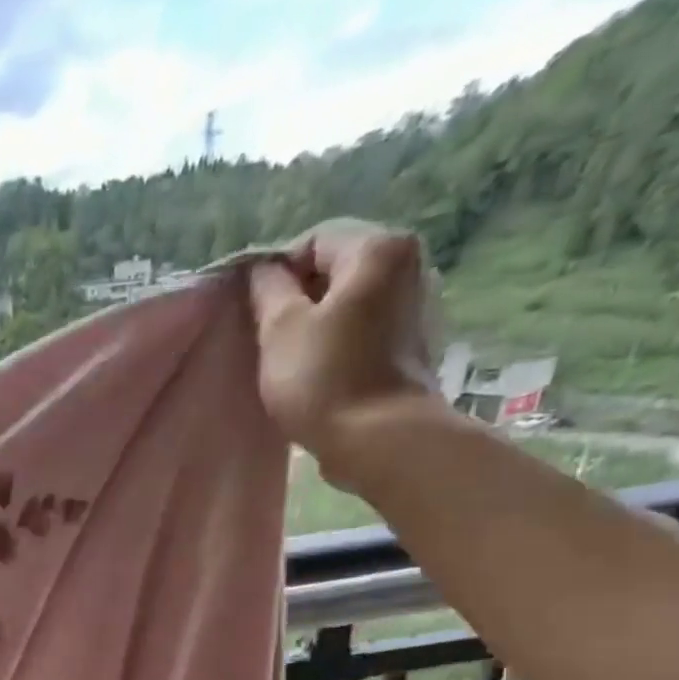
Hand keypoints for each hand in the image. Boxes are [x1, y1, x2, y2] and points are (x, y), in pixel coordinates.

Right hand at [248, 219, 447, 482]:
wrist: (381, 440)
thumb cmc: (324, 380)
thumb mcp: (279, 330)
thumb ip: (268, 290)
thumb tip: (262, 270)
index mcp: (379, 248)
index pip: (314, 239)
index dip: (277, 272)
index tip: (256, 312)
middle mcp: (411, 263)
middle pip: (338, 266)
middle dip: (301, 296)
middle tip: (270, 339)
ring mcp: (421, 303)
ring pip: (354, 298)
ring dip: (321, 320)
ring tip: (295, 358)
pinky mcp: (418, 341)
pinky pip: (370, 326)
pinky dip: (344, 339)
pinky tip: (324, 371)